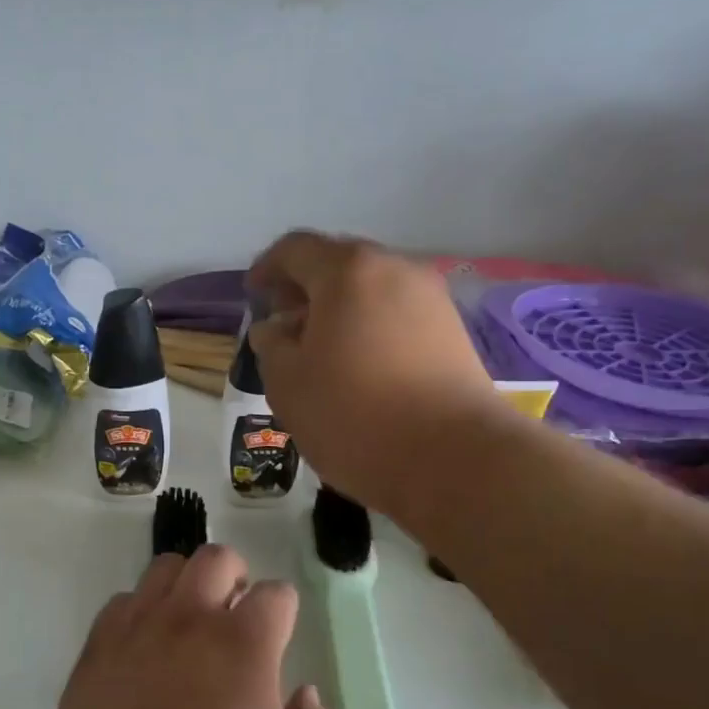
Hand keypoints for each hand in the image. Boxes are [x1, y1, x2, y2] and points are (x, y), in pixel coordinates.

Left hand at [33, 545, 337, 708]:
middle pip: (216, 559)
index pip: (275, 594)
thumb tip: (306, 695)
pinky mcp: (96, 648)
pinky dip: (141, 612)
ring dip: (186, 585)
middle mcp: (189, 620)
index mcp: (243, 646)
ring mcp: (137, 629)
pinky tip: (145, 649)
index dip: (283, 610)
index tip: (279, 633)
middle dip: (235, 576)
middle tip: (235, 614)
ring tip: (189, 623)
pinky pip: (123, 602)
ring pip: (165, 569)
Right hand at [247, 230, 503, 513]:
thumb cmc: (354, 415)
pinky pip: (398, 314)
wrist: (454, 459)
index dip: (268, 267)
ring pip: (372, 289)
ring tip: (320, 349)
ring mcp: (432, 299)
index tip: (254, 294)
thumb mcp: (288, 383)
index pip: (296, 249)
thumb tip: (276, 329)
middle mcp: (396, 269)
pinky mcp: (454, 331)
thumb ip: (272, 345)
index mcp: (348, 271)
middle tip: (284, 323)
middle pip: (339, 263)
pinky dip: (371, 326)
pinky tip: (360, 365)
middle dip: (306, 287)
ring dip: (340, 309)